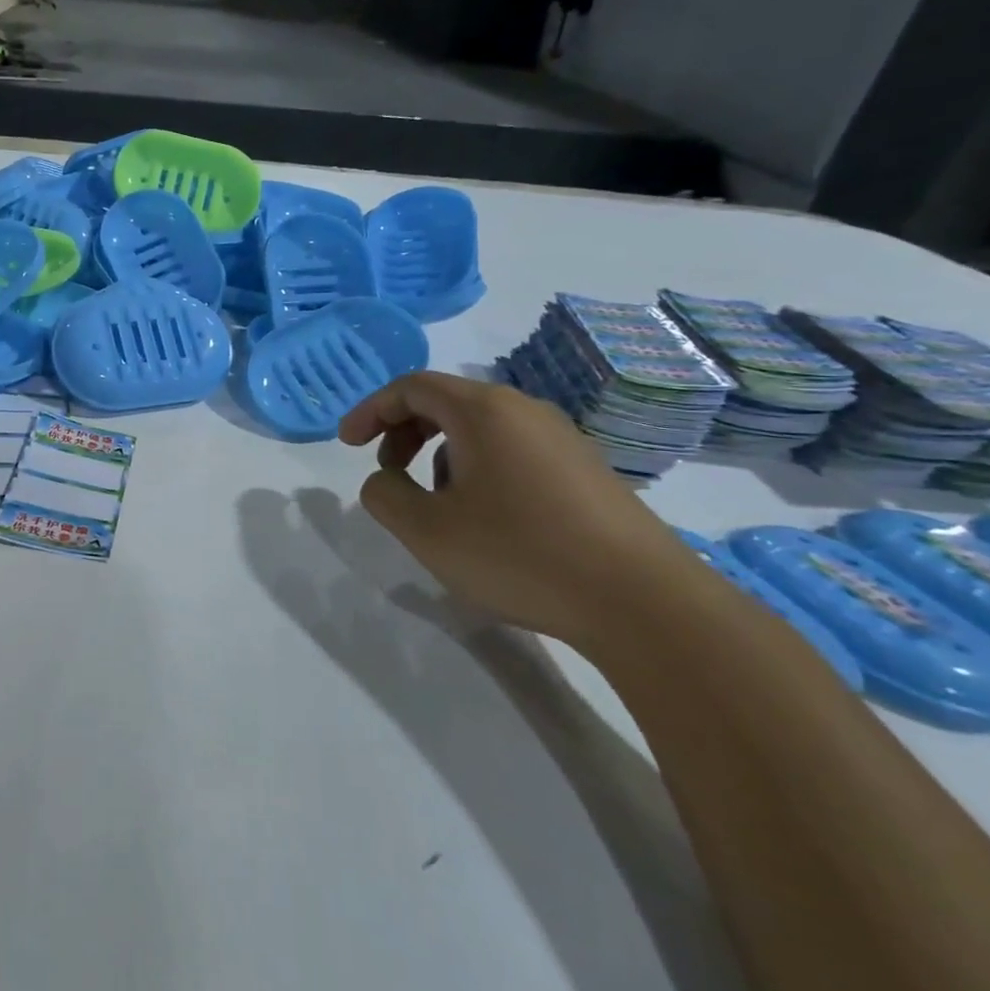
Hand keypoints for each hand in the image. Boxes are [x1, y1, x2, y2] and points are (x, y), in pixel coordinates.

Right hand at [339, 371, 696, 648]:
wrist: (643, 603)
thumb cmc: (520, 555)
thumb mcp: (427, 530)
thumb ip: (384, 495)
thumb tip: (385, 480)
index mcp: (483, 411)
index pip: (412, 387)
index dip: (371, 410)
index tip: (347, 444)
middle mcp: (525, 410)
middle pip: (446, 401)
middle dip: (404, 431)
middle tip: (387, 471)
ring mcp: (563, 438)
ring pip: (480, 428)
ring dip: (440, 453)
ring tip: (437, 504)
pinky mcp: (587, 470)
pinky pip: (513, 450)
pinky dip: (478, 468)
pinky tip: (486, 518)